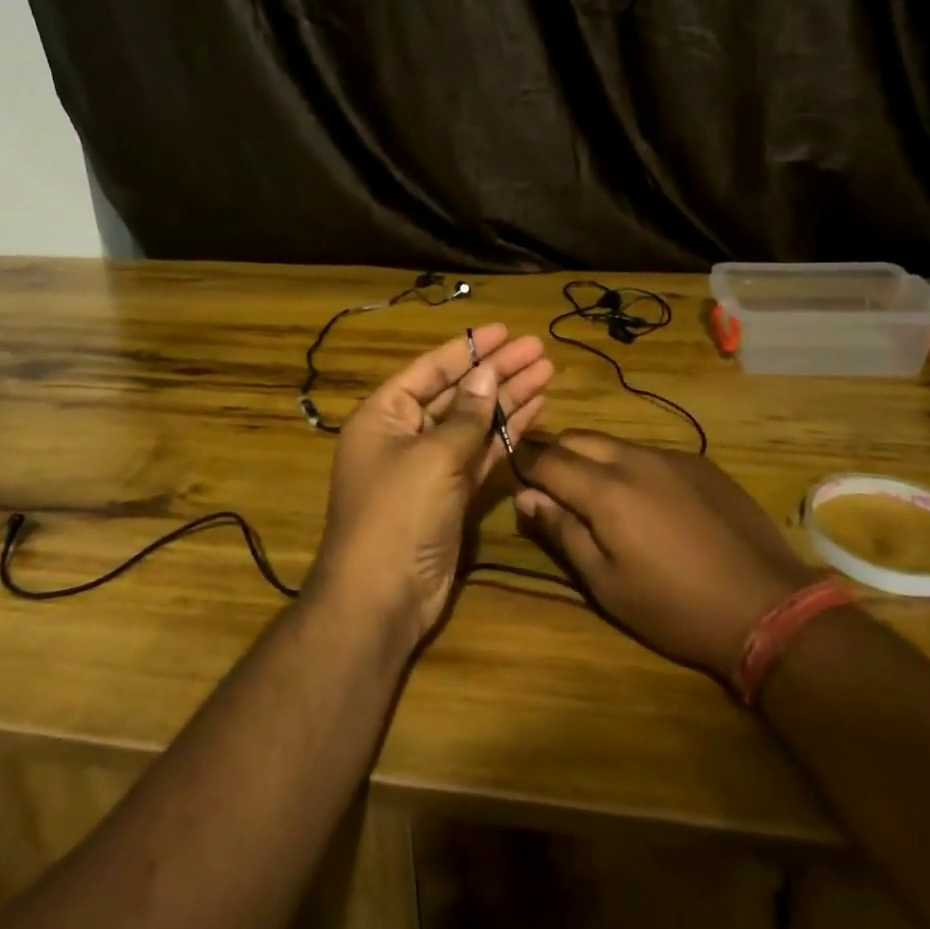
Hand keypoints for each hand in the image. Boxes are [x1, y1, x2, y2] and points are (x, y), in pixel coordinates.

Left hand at [312, 325, 552, 641]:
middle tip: (538, 350)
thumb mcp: (433, 456)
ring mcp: (430, 466)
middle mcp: (405, 434)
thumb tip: (487, 374)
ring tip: (547, 373)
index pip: (431, 370)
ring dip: (508, 399)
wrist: (382, 598)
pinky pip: (482, 454)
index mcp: (384, 415)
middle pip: (458, 393)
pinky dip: (506, 434)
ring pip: (475, 422)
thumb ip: (466, 416)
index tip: (504, 330)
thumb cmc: (398, 513)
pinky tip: (535, 411)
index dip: (469, 348)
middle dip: (497, 371)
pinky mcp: (452, 494)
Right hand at [516, 431, 814, 682]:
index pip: (546, 459)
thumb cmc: (674, 608)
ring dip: (594, 459)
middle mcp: (634, 459)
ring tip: (600, 496)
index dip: (525, 467)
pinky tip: (649, 503)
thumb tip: (527, 497)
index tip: (519, 483)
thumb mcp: (606, 583)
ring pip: (614, 443)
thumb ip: (563, 532)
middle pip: (577, 438)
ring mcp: (671, 456)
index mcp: (605, 490)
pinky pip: (650, 453)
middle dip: (556, 456)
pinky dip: (632, 467)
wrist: (767, 606)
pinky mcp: (700, 463)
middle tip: (554, 490)